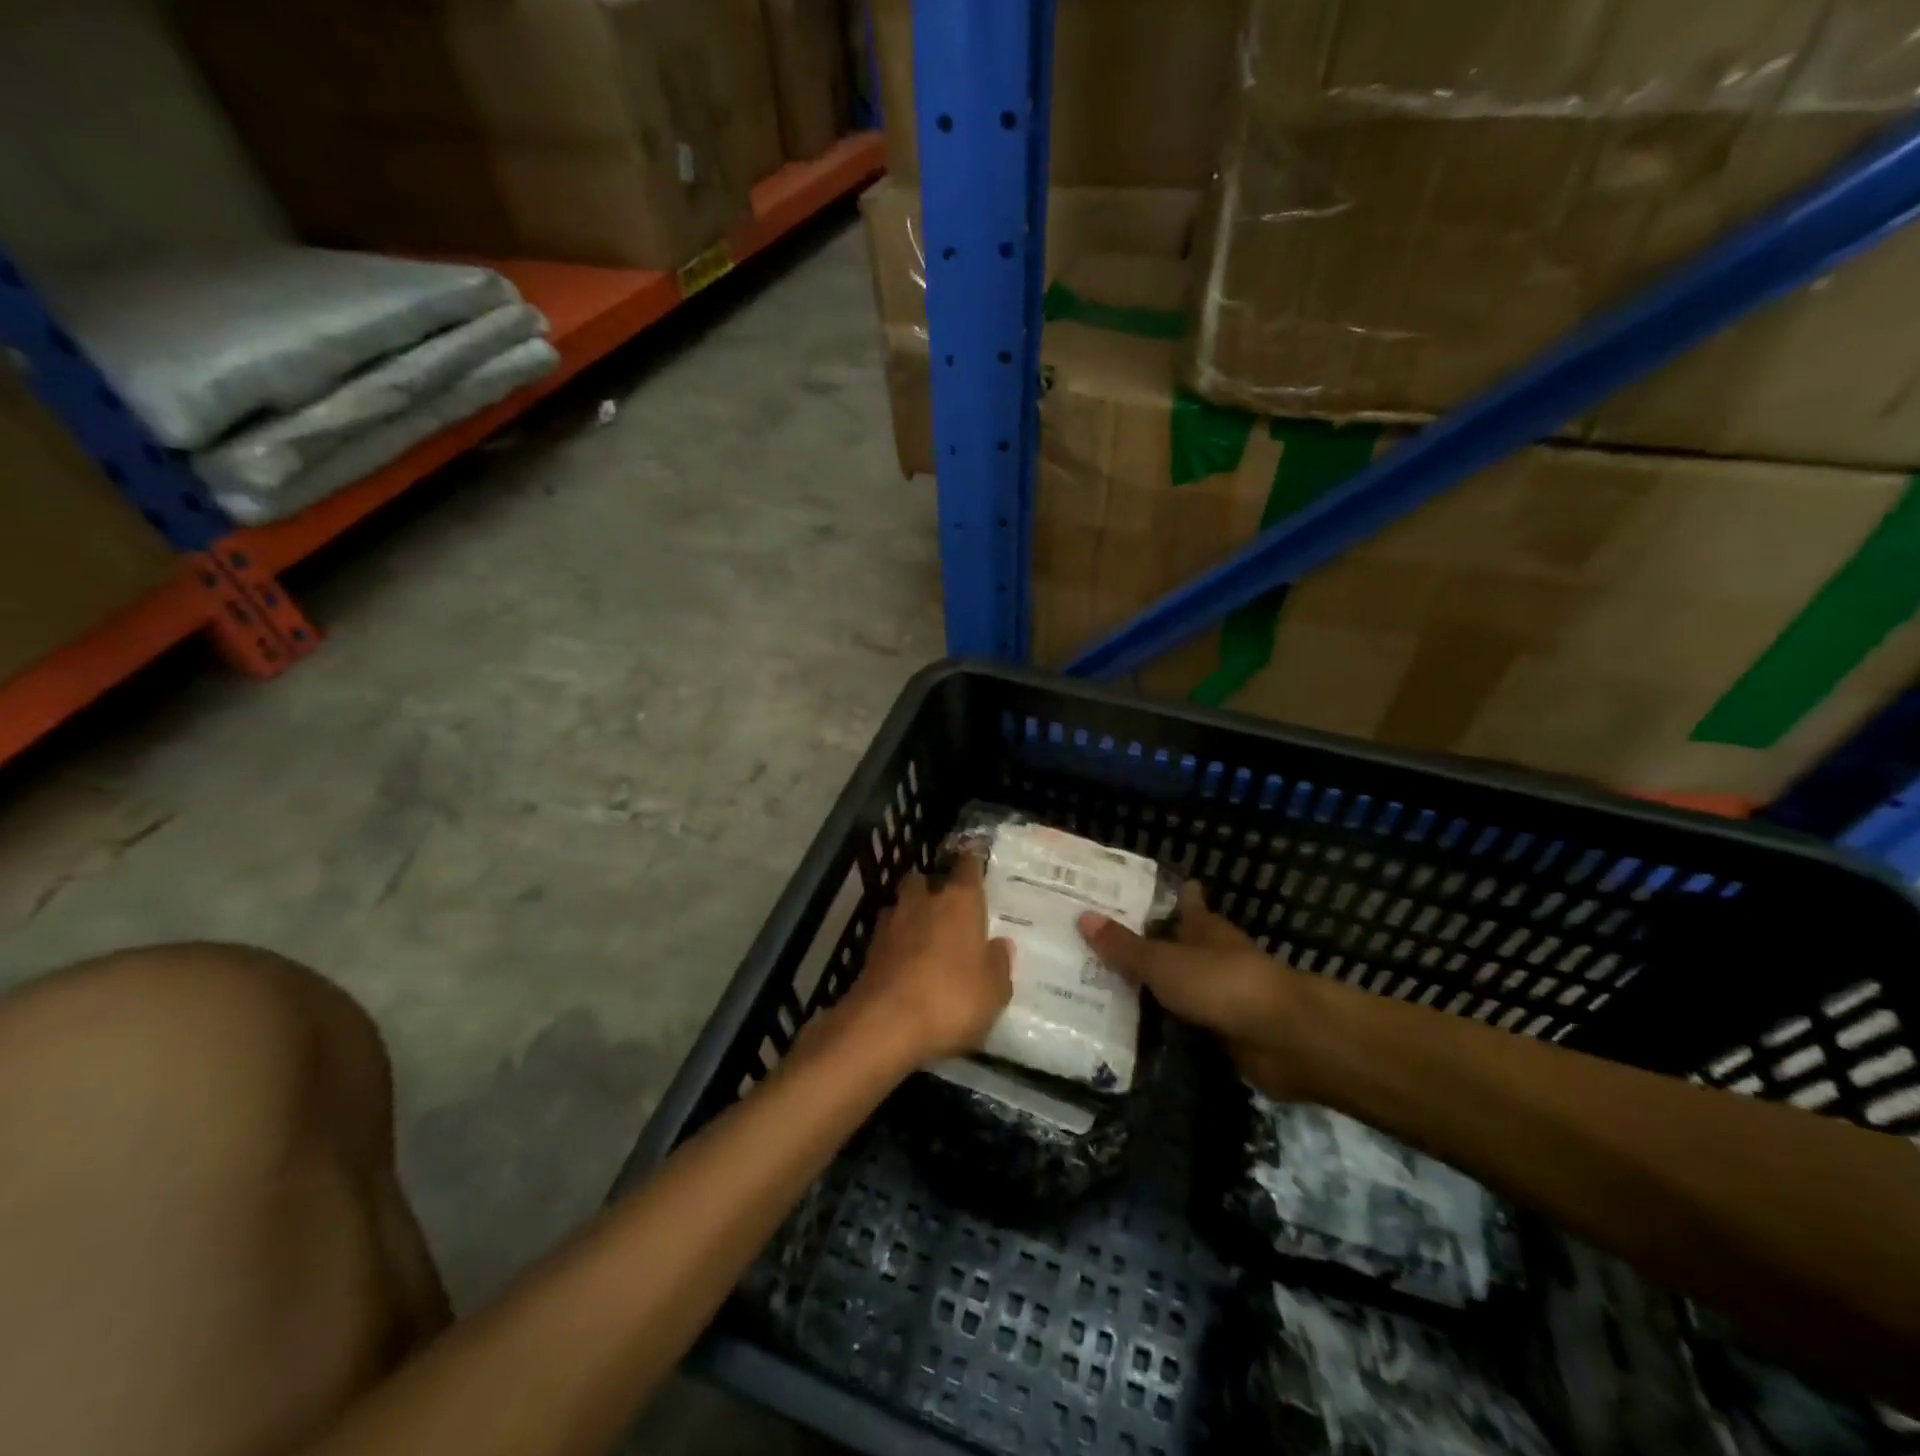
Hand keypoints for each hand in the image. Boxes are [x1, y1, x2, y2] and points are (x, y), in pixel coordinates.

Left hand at [841, 856, 1012, 1065]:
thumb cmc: (951, 1000)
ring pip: (901, 907)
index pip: (967, 867)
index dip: (971, 861)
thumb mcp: (993, 992)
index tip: (973, 856)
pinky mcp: (868, 952)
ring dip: (910, 916)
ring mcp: (890, 925)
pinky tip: (905, 964)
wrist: (884, 1025)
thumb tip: (1000, 945)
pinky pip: (887, 938)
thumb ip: (998, 965)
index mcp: (959, 903)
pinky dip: (896, 946)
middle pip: (923, 881)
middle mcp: (923, 903)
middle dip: (931, 888)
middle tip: (944, 906)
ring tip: (923, 937)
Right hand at [1079, 882, 1315, 1098]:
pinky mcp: (1224, 1030)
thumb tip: (1082, 916)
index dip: (1163, 894)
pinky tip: (1131, 1026)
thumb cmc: (1222, 984)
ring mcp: (1222, 993)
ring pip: (1179, 983)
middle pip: (1178, 942)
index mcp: (1204, 926)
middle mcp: (1214, 954)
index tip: (1129, 892)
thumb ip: (1125, 946)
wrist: (1283, 1039)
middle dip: (1146, 942)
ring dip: (1152, 985)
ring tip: (1101, 985)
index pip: (1184, 900)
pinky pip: (1183, 1020)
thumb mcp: (1164, 962)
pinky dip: (1162, 1022)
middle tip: (1097, 942)